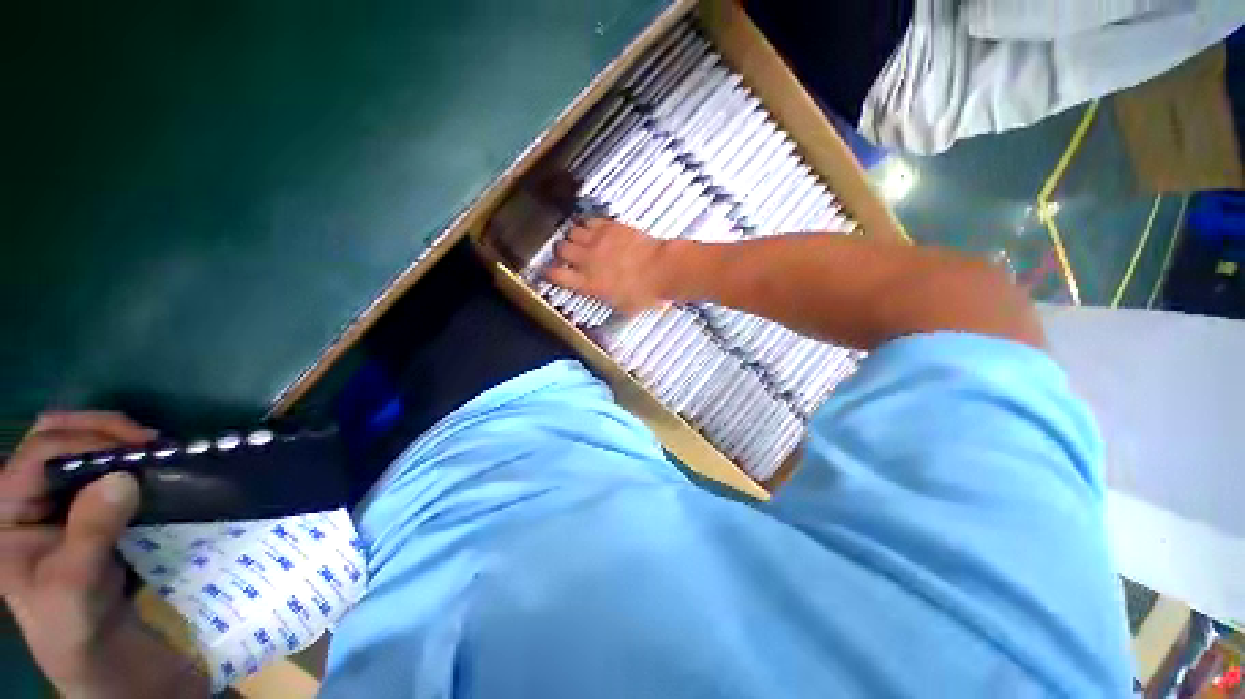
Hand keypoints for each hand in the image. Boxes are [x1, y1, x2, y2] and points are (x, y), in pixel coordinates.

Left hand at [0, 411, 198, 696]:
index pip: (39, 454)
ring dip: (118, 439)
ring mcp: (55, 498)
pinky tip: (153, 465)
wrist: (100, 649)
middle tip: (148, 442)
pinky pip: (103, 464)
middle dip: (102, 429)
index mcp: (6, 512)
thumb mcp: (77, 588)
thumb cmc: (77, 625)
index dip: (87, 442)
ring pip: (80, 442)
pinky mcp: (84, 504)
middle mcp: (24, 495)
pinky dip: (129, 456)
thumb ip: (91, 534)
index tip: (140, 450)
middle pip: (55, 435)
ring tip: (155, 451)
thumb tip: (123, 477)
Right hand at [546, 219, 675, 314]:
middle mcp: (588, 261)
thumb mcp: (622, 308)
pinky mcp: (610, 227)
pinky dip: (588, 225)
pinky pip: (589, 221)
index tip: (548, 272)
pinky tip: (594, 230)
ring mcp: (598, 241)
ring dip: (573, 237)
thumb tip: (603, 302)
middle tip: (567, 254)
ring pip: (572, 232)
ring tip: (580, 241)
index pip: (557, 276)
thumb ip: (606, 301)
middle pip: (560, 249)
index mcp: (589, 284)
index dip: (549, 273)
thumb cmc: (645, 293)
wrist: (662, 270)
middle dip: (561, 252)